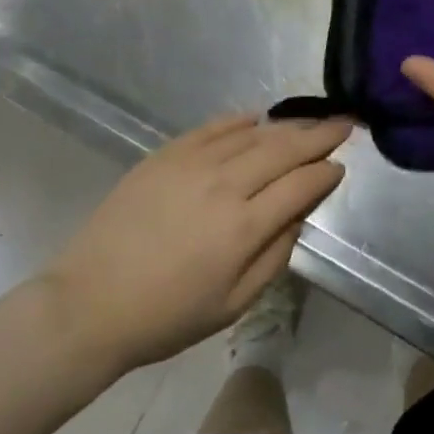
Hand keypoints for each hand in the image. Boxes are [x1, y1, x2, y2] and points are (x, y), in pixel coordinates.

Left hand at [40, 114, 348, 375]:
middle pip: (283, 148)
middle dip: (319, 134)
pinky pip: (213, 127)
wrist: (89, 303)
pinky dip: (240, 120)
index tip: (341, 166)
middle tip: (345, 123)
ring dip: (286, 126)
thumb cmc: (166, 316)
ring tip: (308, 122)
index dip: (325, 173)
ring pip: (252, 133)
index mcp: (243, 227)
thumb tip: (299, 214)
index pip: (300, 185)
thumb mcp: (233, 304)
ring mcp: (193, 163)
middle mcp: (224, 184)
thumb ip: (275, 255)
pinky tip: (257, 118)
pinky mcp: (166, 154)